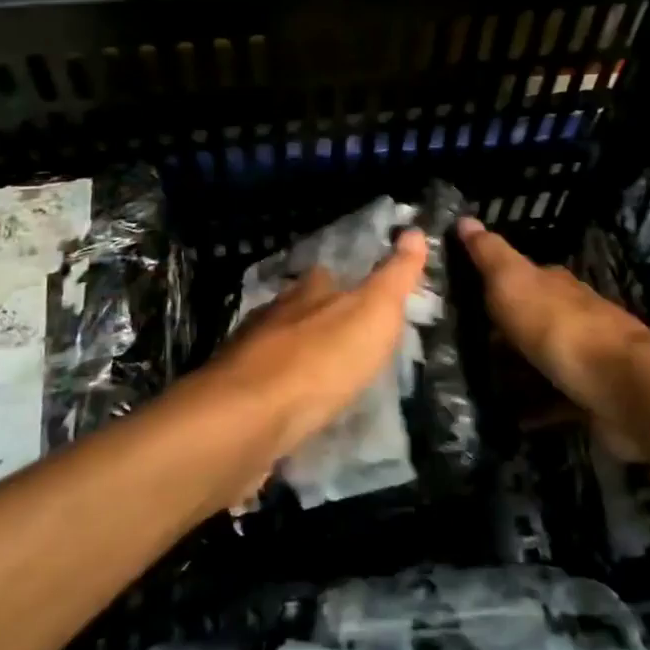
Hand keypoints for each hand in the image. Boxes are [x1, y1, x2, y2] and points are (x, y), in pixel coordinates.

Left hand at [209, 229, 427, 461]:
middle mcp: (273, 315)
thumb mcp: (373, 313)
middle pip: (296, 309)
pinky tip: (288, 406)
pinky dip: (276, 391)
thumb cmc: (321, 360)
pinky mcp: (234, 397)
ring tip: (317, 375)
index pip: (326, 276)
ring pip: (275, 345)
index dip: (341, 282)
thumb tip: (415, 231)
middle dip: (314, 319)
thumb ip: (394, 276)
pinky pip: (261, 386)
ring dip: (293, 355)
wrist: (250, 417)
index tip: (357, 293)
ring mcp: (247, 355)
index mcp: (308, 293)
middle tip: (340, 339)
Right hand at [456, 216, 649, 428]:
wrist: (620, 387)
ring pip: (541, 359)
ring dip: (516, 370)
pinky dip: (534, 408)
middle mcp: (572, 315)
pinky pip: (554, 402)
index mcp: (554, 285)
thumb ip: (489, 254)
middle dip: (501, 330)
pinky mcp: (590, 397)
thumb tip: (465, 218)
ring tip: (478, 384)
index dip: (493, 281)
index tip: (461, 293)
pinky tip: (511, 419)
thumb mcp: (513, 281)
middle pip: (531, 318)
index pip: (521, 275)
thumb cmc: (558, 327)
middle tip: (460, 344)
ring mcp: (585, 358)